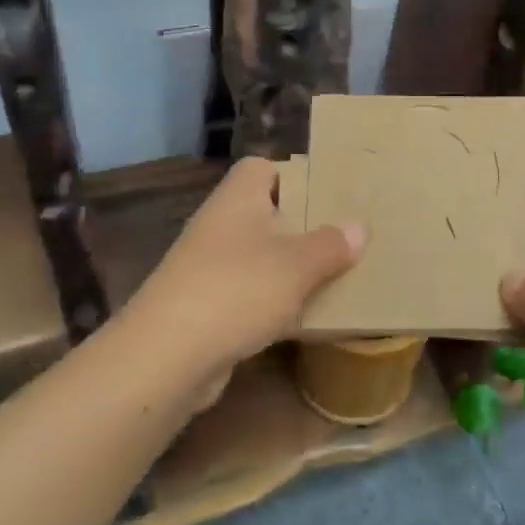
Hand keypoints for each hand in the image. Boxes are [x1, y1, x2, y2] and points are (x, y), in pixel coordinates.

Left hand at [124, 157, 364, 374]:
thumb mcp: (297, 265)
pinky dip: (273, 303)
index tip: (327, 193)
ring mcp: (208, 267)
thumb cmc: (237, 290)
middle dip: (301, 226)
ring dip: (289, 268)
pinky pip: (248, 294)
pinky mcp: (205, 307)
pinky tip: (302, 318)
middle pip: (264, 214)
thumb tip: (358, 227)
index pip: (261, 168)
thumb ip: (331, 245)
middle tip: (343, 236)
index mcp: (238, 199)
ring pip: (258, 257)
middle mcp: (219, 225)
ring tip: (333, 276)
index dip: (293, 175)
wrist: (167, 356)